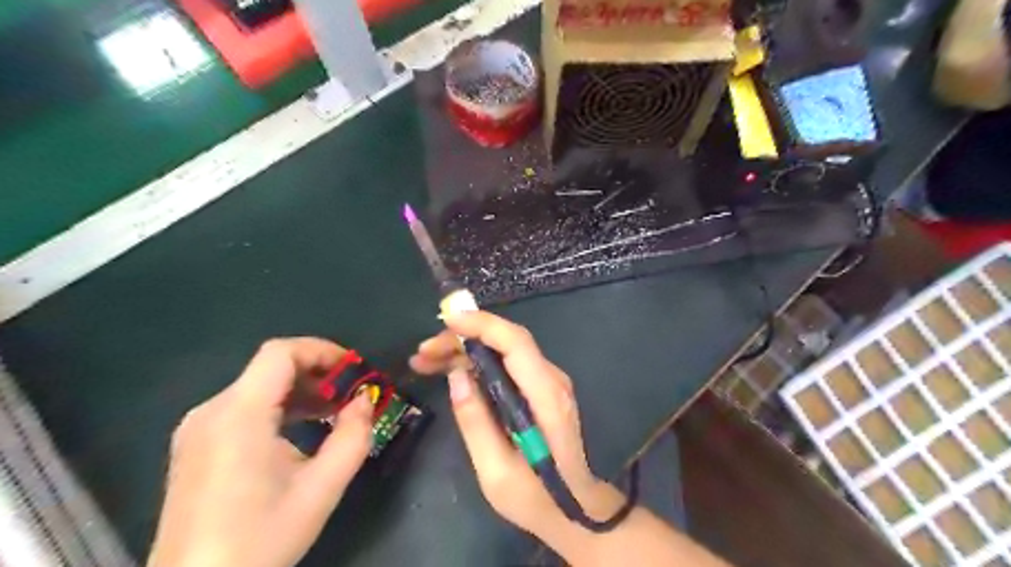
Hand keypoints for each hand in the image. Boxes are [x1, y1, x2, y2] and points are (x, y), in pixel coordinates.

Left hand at [149, 338, 372, 565]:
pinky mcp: (195, 445)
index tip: (354, 371)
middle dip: (318, 373)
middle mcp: (211, 411)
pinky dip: (279, 407)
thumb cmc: (260, 538)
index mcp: (239, 415)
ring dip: (300, 390)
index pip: (280, 353)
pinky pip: (243, 407)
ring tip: (333, 411)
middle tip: (351, 394)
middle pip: (270, 367)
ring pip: (258, 386)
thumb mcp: (322, 488)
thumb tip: (365, 401)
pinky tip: (300, 430)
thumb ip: (353, 437)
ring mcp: (198, 428)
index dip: (322, 350)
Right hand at [410, 311, 624, 544]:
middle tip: (423, 353)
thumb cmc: (535, 498)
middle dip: (463, 337)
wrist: (574, 509)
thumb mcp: (496, 472)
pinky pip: (507, 363)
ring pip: (504, 349)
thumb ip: (476, 423)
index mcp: (546, 397)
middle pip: (507, 341)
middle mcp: (551, 380)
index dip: (483, 325)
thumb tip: (457, 376)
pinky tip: (451, 370)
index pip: (516, 343)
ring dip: (466, 349)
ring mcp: (548, 382)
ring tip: (426, 361)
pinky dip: (478, 361)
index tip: (447, 321)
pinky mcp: (540, 388)